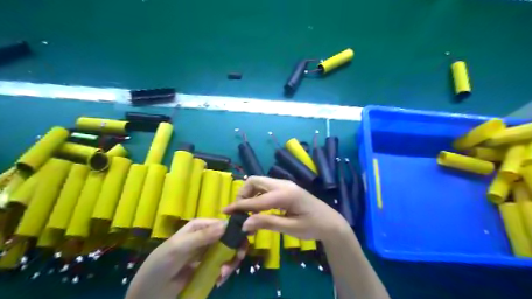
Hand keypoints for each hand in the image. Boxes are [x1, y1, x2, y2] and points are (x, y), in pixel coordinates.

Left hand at [126, 218, 243, 297]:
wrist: (148, 294)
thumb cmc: (160, 265)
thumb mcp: (179, 248)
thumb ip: (201, 237)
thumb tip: (225, 225)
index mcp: (199, 226)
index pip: (222, 223)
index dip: (235, 229)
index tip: (244, 240)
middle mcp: (206, 236)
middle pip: (229, 238)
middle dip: (236, 248)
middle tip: (238, 259)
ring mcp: (207, 253)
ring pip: (229, 252)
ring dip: (231, 262)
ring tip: (223, 274)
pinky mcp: (208, 268)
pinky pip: (223, 266)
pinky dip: (225, 272)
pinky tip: (219, 280)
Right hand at [222, 176, 349, 241]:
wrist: (330, 222)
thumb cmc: (313, 227)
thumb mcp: (290, 228)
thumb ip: (267, 223)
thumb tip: (243, 224)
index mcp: (285, 194)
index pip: (256, 199)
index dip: (239, 205)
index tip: (224, 211)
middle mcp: (283, 184)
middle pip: (255, 181)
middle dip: (243, 194)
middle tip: (238, 211)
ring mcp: (285, 184)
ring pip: (260, 182)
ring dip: (249, 193)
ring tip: (246, 211)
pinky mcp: (286, 188)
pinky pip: (266, 187)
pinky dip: (257, 195)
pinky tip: (257, 208)